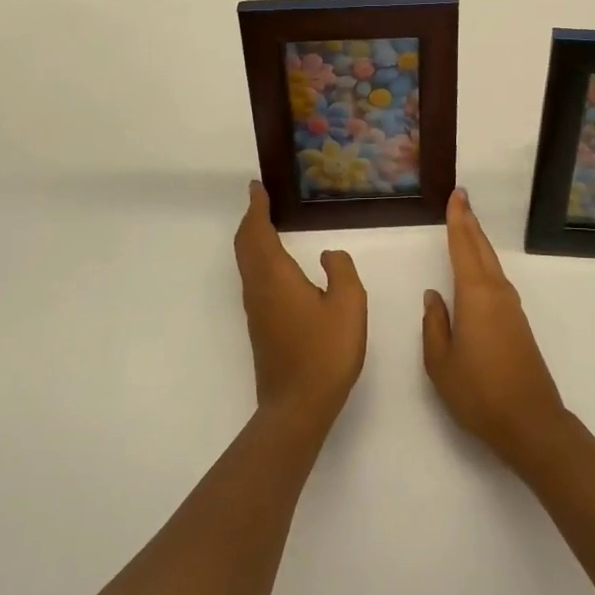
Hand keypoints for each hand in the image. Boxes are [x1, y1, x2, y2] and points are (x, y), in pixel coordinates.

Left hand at [235, 180, 366, 435]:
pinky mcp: (261, 327)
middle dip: (250, 220)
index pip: (258, 232)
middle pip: (245, 246)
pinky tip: (277, 264)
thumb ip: (341, 270)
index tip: (257, 187)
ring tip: (268, 224)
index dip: (256, 208)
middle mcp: (258, 288)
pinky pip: (254, 278)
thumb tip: (328, 255)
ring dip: (253, 239)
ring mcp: (256, 310)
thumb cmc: (325, 351)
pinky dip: (259, 258)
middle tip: (261, 200)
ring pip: (247, 263)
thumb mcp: (348, 304)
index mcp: (275, 276)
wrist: (297, 407)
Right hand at [422, 188, 570, 474]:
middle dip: (470, 222)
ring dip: (478, 241)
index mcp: (475, 295)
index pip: (463, 247)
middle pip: (481, 248)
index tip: (456, 195)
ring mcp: (511, 307)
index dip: (457, 220)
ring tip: (466, 225)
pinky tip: (478, 270)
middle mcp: (496, 292)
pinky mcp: (518, 323)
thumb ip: (434, 324)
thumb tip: (434, 295)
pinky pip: (497, 280)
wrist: (530, 422)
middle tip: (462, 198)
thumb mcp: (441, 362)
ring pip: (491, 263)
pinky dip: (485, 263)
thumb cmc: (478, 393)